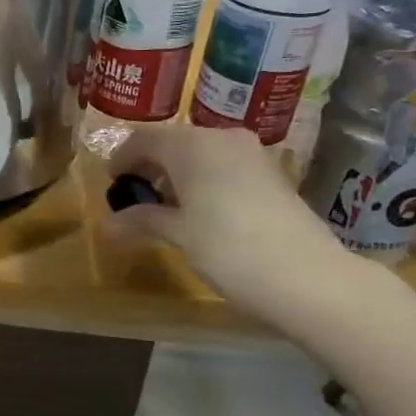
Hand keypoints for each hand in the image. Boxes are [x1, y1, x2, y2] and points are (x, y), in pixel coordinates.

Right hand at [108, 124, 361, 327]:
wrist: (309, 277)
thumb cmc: (228, 248)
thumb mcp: (178, 234)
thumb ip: (142, 220)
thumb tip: (107, 224)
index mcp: (192, 145)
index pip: (143, 139)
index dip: (122, 158)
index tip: (110, 183)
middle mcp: (222, 138)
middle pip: (173, 142)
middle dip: (150, 166)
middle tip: (134, 197)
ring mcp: (251, 154)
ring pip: (201, 153)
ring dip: (177, 174)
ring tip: (165, 208)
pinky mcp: (271, 174)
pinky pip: (224, 166)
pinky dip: (204, 180)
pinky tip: (200, 212)